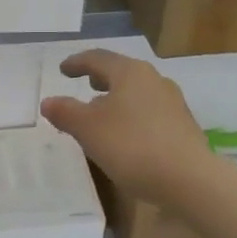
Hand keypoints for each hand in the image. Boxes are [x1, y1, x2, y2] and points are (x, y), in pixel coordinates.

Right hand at [39, 49, 210, 200]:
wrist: (188, 179)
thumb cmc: (131, 146)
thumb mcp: (88, 129)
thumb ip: (66, 112)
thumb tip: (48, 101)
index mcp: (130, 73)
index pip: (98, 58)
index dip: (77, 62)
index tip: (63, 69)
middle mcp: (154, 80)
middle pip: (122, 72)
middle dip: (101, 78)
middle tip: (86, 84)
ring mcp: (173, 103)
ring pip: (137, 92)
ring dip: (117, 98)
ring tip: (103, 112)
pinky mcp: (182, 126)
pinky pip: (149, 112)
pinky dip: (132, 115)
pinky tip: (126, 135)